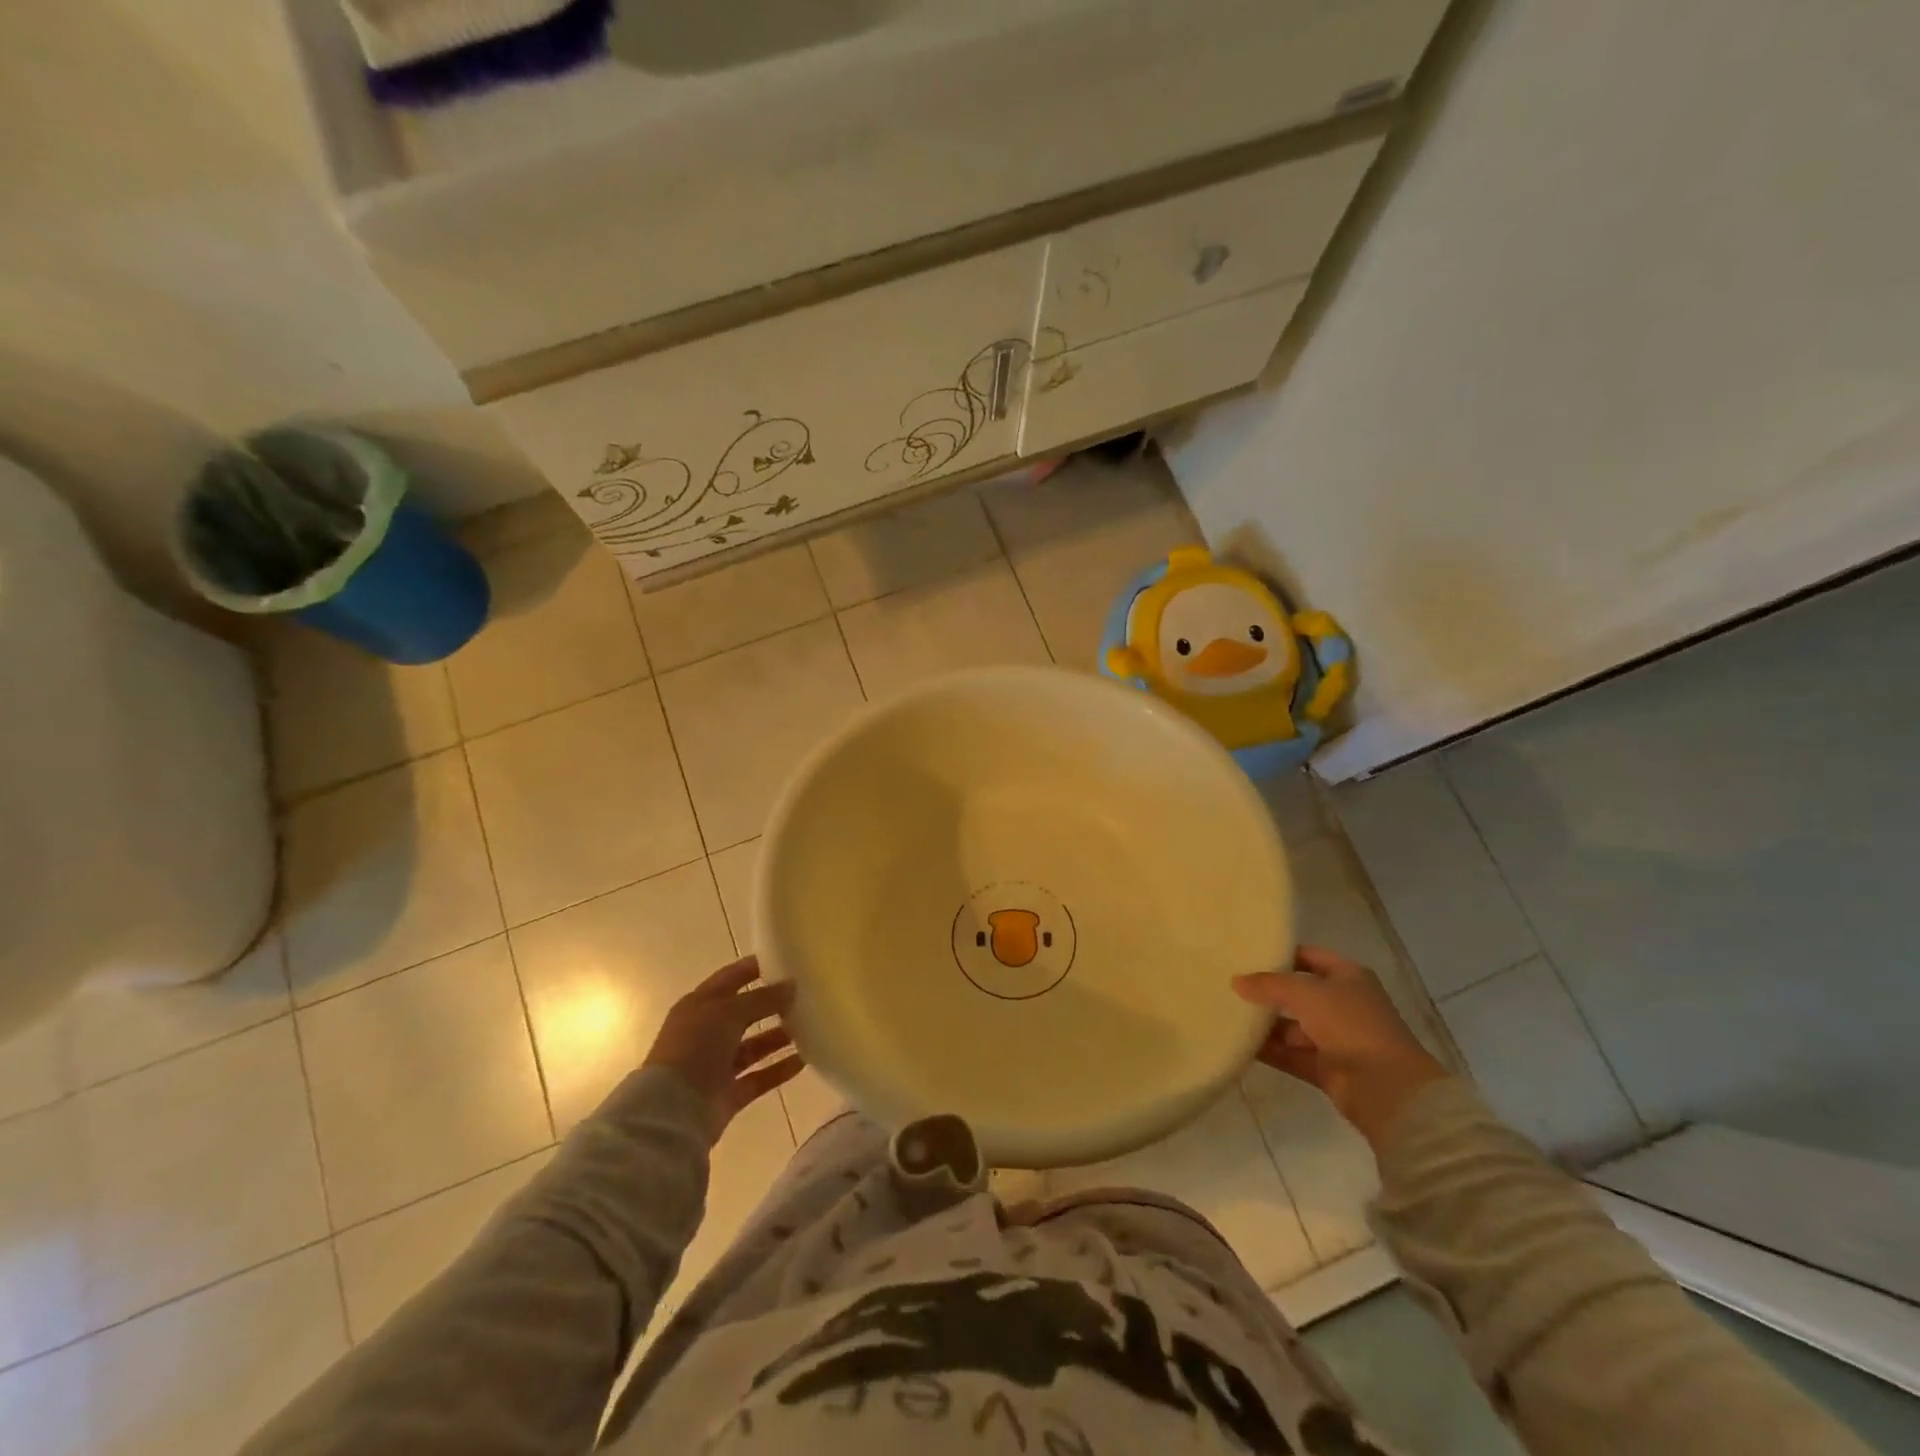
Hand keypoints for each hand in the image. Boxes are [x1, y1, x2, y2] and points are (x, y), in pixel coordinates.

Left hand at [644, 956, 804, 1141]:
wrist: (673, 1111)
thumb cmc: (695, 1047)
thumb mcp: (728, 1012)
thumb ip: (762, 998)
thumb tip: (791, 985)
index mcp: (700, 1005)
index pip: (731, 978)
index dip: (756, 968)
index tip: (787, 960)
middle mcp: (708, 1032)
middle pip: (745, 1012)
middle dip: (772, 1003)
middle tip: (806, 994)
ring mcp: (718, 1064)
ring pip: (755, 1045)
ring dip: (780, 1036)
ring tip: (812, 1025)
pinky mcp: (729, 1093)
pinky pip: (761, 1076)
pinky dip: (780, 1068)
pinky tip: (805, 1059)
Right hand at [1234, 946, 1446, 1150]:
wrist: (1385, 1087)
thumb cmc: (1349, 1023)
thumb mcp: (1304, 992)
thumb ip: (1268, 984)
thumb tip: (1236, 981)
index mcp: (1347, 976)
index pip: (1308, 957)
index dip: (1280, 954)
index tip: (1246, 953)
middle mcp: (1342, 1004)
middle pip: (1298, 993)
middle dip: (1267, 991)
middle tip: (1229, 984)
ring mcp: (1335, 1038)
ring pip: (1292, 1026)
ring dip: (1264, 1023)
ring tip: (1226, 1013)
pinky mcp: (1326, 1068)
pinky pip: (1290, 1054)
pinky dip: (1268, 1051)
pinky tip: (1238, 1043)